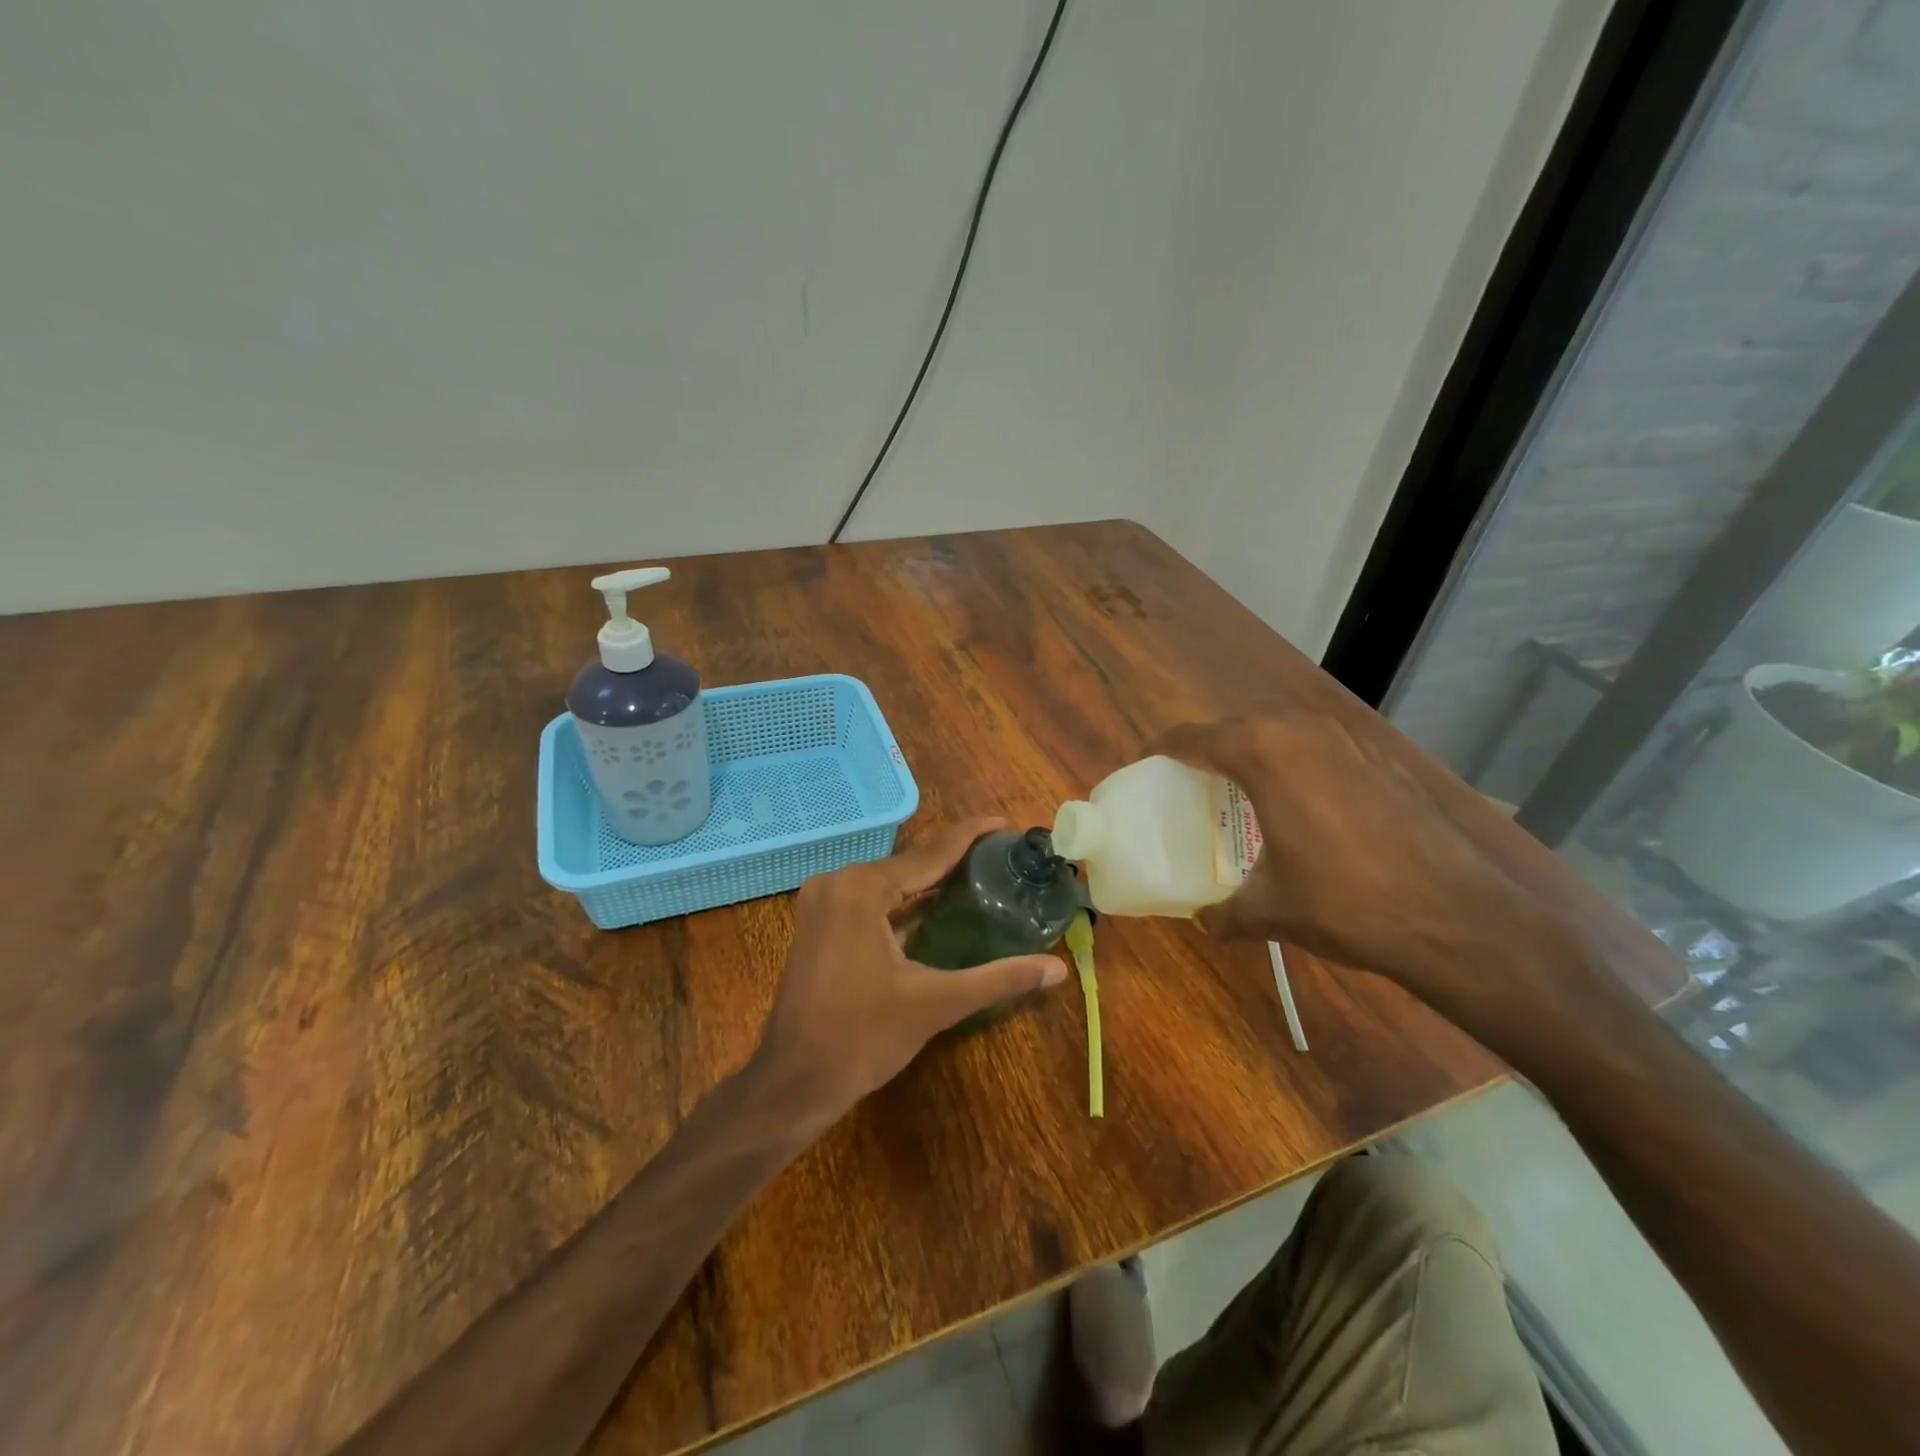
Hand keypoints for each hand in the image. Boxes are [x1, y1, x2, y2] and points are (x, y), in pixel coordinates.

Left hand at [750, 818, 1067, 1128]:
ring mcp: (822, 903)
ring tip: (978, 875)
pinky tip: (935, 908)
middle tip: (1001, 856)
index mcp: (862, 888)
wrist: (793, 1082)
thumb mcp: (936, 1003)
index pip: (930, 853)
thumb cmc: (863, 1038)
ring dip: (928, 882)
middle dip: (953, 859)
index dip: (970, 836)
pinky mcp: (818, 925)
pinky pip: (870, 901)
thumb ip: (999, 978)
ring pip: (888, 883)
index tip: (1005, 822)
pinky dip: (902, 903)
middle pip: (909, 864)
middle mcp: (838, 882)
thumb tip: (1057, 969)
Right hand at [1152, 715, 1572, 1017]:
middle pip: (1235, 727)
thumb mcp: (1271, 911)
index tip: (1144, 766)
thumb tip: (1204, 921)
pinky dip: (1297, 765)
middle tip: (1192, 786)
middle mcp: (1300, 732)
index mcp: (1261, 753)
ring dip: (1255, 754)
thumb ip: (1226, 912)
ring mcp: (1347, 741)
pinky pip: (1319, 749)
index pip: (1191, 737)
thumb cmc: (1345, 902)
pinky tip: (1304, 807)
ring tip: (1244, 793)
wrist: (1456, 915)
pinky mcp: (1380, 759)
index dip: (1160, 749)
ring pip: (1281, 733)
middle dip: (1208, 750)